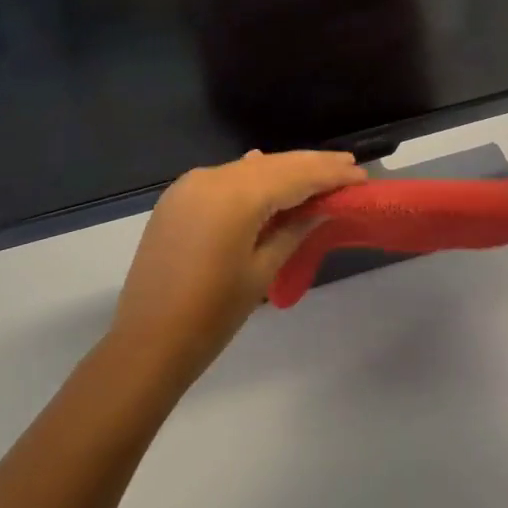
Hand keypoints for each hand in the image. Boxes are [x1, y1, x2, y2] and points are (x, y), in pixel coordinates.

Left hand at [112, 150, 366, 381]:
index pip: (294, 175)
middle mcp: (211, 177)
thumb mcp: (262, 270)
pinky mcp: (176, 198)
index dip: (329, 174)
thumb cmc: (212, 314)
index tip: (360, 174)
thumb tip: (321, 206)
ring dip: (282, 170)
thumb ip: (293, 229)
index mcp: (236, 195)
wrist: (147, 342)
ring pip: (248, 169)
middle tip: (348, 165)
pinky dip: (251, 179)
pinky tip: (269, 176)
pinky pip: (224, 179)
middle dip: (310, 165)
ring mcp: (189, 185)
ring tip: (318, 172)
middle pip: (272, 165)